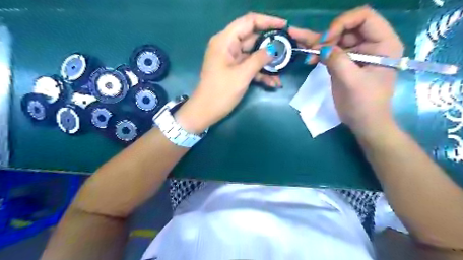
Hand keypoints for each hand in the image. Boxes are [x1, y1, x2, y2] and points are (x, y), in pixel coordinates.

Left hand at [177, 12, 285, 133]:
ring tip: (283, 70)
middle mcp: (228, 46)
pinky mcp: (234, 70)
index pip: (249, 22)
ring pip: (253, 55)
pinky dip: (260, 73)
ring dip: (267, 63)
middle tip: (288, 50)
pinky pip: (249, 67)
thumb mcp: (242, 75)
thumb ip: (258, 59)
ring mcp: (231, 59)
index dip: (268, 21)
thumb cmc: (221, 92)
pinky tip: (273, 83)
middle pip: (253, 38)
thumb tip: (273, 49)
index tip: (285, 26)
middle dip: (270, 45)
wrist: (205, 111)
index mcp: (225, 40)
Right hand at [289, 6, 401, 139]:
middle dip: (327, 37)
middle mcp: (371, 43)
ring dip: (319, 43)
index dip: (343, 24)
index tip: (326, 40)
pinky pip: (330, 52)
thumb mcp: (352, 82)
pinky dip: (318, 53)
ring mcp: (356, 53)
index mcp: (383, 43)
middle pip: (346, 28)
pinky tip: (308, 56)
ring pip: (335, 39)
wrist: (363, 122)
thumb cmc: (364, 104)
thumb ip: (338, 61)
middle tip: (312, 49)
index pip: (364, 17)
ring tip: (303, 47)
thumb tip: (322, 48)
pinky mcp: (344, 62)